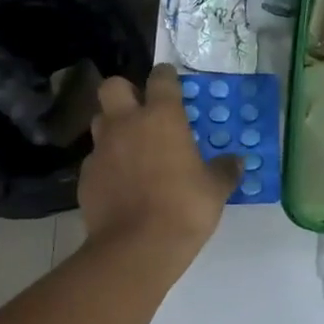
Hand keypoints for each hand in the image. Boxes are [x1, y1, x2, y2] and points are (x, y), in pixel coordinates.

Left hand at [78, 64, 241, 264]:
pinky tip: (120, 183)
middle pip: (113, 86)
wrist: (136, 247)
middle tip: (141, 110)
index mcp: (161, 117)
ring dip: (113, 127)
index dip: (166, 77)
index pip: (160, 78)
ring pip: (100, 121)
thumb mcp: (215, 190)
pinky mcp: (85, 176)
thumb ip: (225, 170)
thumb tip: (237, 161)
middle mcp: (126, 123)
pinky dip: (107, 164)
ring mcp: (101, 149)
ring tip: (131, 147)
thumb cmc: (184, 208)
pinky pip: (96, 159)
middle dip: (125, 91)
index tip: (171, 82)